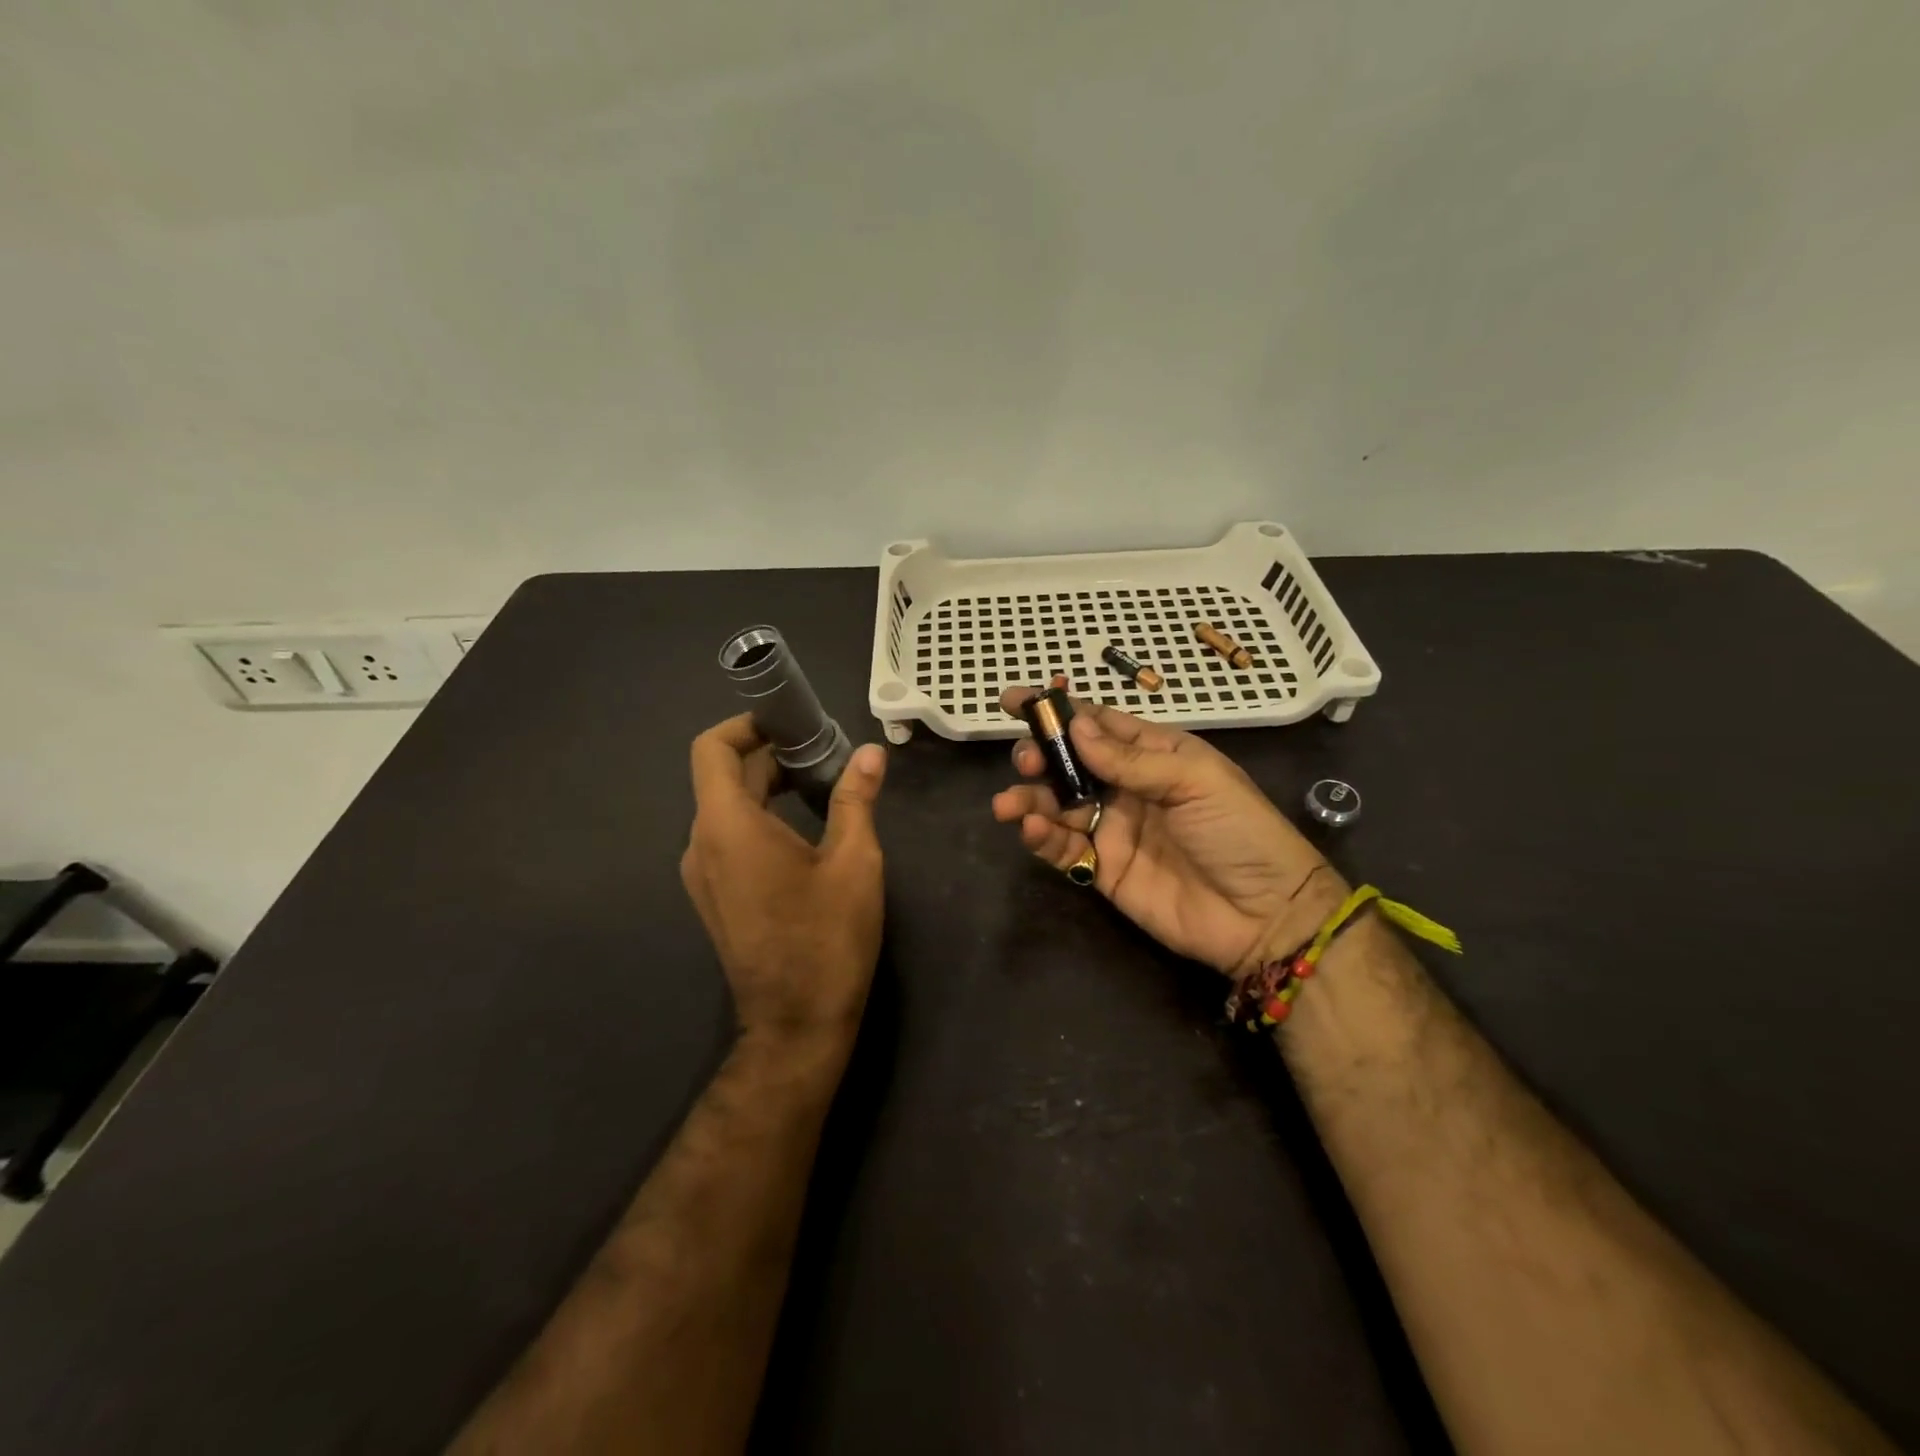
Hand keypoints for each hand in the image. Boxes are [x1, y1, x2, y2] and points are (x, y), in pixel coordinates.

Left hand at [681, 714, 887, 1049]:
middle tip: (825, 753)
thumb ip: (856, 799)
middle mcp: (701, 844)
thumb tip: (871, 753)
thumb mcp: (854, 861)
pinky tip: (804, 831)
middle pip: (724, 776)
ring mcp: (702, 874)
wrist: (796, 1024)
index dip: (746, 724)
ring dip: (768, 787)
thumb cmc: (827, 938)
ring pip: (727, 808)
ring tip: (822, 787)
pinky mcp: (714, 897)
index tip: (791, 723)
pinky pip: (729, 839)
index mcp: (728, 826)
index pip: (712, 748)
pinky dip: (760, 819)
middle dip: (771, 755)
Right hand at [992, 684, 1342, 975]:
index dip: (1056, 711)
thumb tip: (1074, 727)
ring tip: (1008, 804)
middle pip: (1069, 763)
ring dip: (1030, 800)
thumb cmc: (1239, 832)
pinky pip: (1065, 848)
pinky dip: (1043, 838)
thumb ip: (1130, 759)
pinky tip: (1032, 830)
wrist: (1266, 916)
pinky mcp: (1104, 871)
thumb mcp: (1194, 781)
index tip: (1012, 700)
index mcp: (1154, 755)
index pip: (1097, 724)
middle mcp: (1127, 787)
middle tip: (1026, 760)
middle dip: (1040, 756)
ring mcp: (1114, 830)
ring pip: (1058, 805)